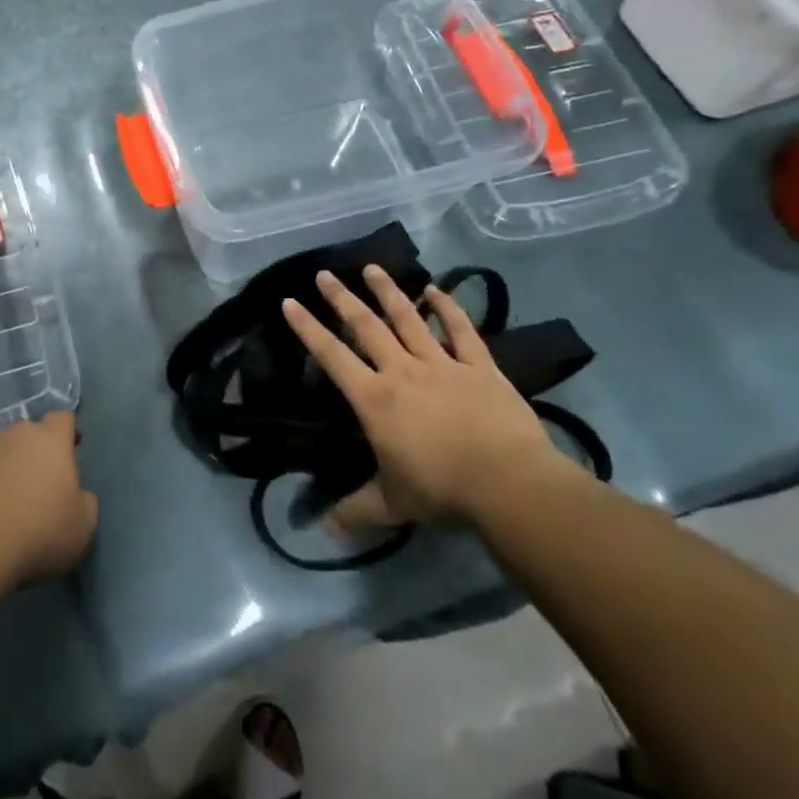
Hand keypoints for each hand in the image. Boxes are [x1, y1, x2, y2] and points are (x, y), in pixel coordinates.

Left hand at [0, 412, 97, 594]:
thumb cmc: (37, 533)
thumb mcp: (82, 527)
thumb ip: (84, 501)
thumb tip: (78, 494)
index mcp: (49, 440)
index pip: (63, 419)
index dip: (68, 434)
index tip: (71, 454)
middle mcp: (11, 435)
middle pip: (27, 435)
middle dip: (33, 454)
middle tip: (36, 487)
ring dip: (1, 471)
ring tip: (2, 506)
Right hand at [281, 267, 572, 530]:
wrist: (508, 484)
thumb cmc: (441, 490)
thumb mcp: (392, 503)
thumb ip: (356, 510)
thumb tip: (324, 530)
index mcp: (374, 399)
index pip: (332, 356)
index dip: (308, 328)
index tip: (289, 302)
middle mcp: (402, 372)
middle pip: (366, 326)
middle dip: (341, 299)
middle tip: (324, 274)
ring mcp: (443, 365)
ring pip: (409, 319)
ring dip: (389, 292)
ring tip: (371, 267)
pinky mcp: (480, 368)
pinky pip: (462, 332)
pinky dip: (449, 309)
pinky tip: (437, 289)